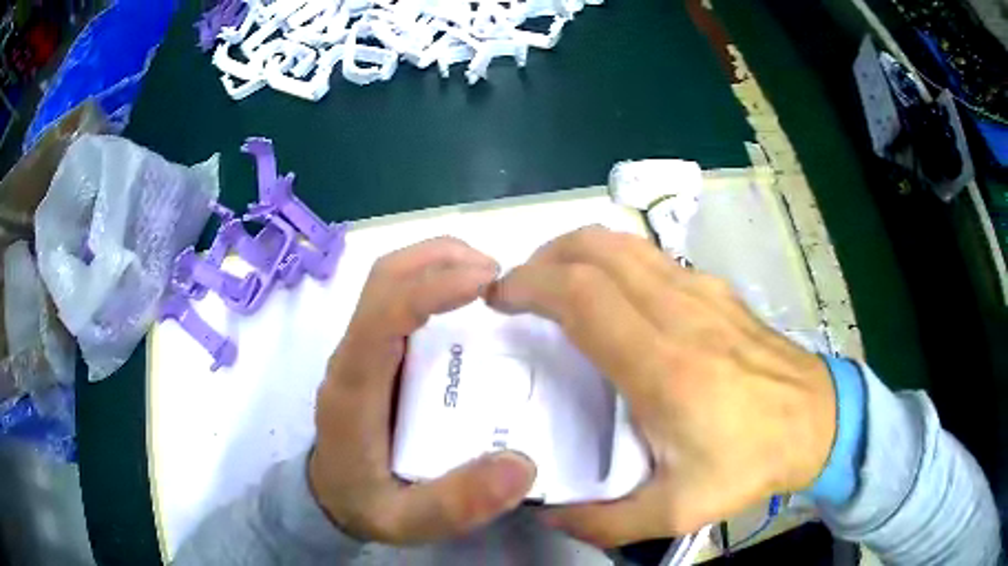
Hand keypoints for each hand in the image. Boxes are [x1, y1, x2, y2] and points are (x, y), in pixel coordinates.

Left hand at [309, 237, 536, 544]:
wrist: (328, 500)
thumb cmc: (365, 505)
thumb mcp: (408, 521)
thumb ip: (458, 504)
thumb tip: (522, 465)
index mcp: (354, 387)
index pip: (384, 313)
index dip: (432, 287)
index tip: (487, 282)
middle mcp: (352, 355)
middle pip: (384, 277)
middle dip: (439, 258)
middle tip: (497, 275)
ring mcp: (361, 349)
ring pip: (389, 279)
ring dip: (437, 263)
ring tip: (489, 279)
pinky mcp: (374, 352)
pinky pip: (399, 298)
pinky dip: (434, 282)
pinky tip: (470, 304)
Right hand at [486, 226, 835, 546]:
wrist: (816, 421)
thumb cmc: (749, 463)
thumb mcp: (674, 512)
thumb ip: (602, 521)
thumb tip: (544, 508)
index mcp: (663, 368)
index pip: (581, 296)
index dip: (530, 285)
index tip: (499, 299)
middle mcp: (679, 313)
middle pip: (595, 251)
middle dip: (542, 258)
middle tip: (518, 290)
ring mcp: (701, 292)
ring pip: (622, 243)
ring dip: (575, 252)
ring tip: (551, 283)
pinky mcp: (715, 288)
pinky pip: (649, 256)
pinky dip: (610, 259)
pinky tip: (606, 293)